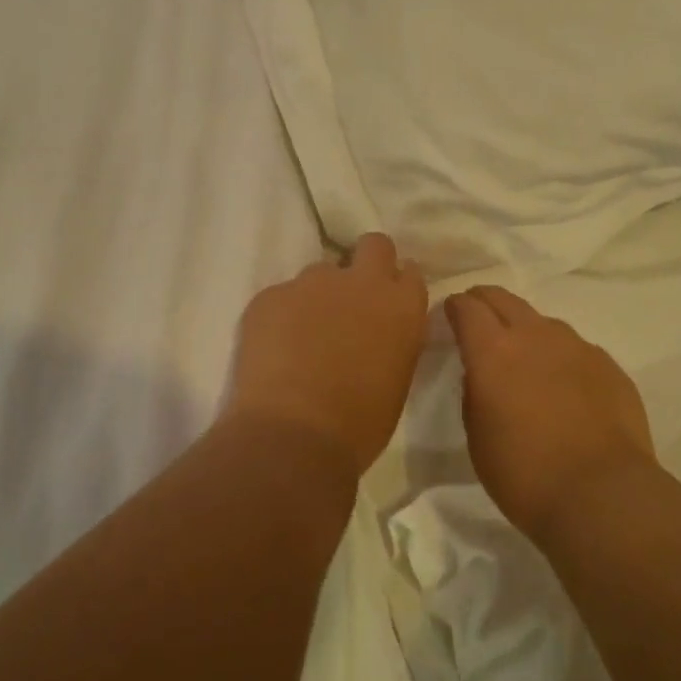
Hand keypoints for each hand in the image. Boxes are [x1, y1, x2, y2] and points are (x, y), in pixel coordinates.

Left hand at [224, 233, 428, 477]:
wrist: (294, 435)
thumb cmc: (359, 423)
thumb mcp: (397, 378)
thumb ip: (394, 339)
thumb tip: (379, 331)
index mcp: (402, 306)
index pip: (410, 272)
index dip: (397, 286)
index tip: (387, 304)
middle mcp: (362, 282)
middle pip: (373, 245)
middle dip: (366, 263)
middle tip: (353, 300)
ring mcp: (312, 283)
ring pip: (320, 273)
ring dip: (319, 295)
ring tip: (305, 335)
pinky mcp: (270, 295)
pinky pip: (281, 296)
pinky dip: (281, 316)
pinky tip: (275, 350)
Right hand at [446, 286, 655, 535]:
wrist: (601, 494)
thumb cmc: (524, 474)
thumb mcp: (477, 436)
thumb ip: (474, 392)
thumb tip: (482, 374)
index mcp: (493, 352)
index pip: (466, 307)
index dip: (454, 307)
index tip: (449, 315)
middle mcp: (535, 336)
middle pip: (503, 298)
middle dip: (485, 302)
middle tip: (477, 320)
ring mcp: (577, 347)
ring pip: (542, 322)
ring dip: (526, 330)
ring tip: (525, 359)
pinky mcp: (608, 365)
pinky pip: (575, 349)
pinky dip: (561, 357)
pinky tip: (564, 387)